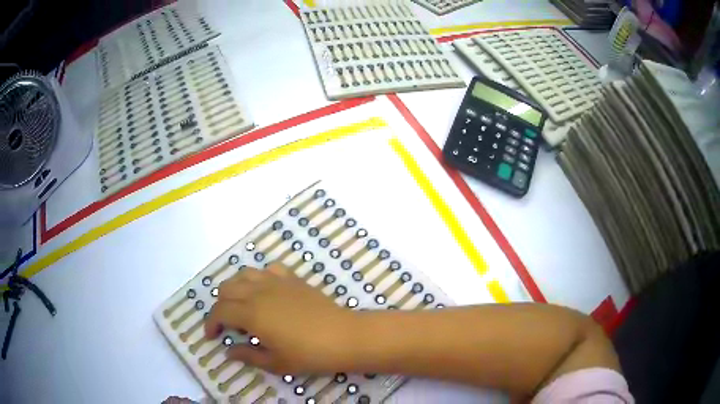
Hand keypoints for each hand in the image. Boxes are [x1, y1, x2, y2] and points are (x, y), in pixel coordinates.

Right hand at [204, 263, 354, 373]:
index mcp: (251, 314)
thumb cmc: (309, 355)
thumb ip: (248, 356)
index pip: (220, 312)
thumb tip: (229, 351)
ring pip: (244, 274)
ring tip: (242, 305)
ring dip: (236, 288)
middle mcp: (259, 292)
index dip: (210, 323)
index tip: (212, 337)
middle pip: (226, 289)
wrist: (343, 337)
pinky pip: (269, 269)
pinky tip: (265, 291)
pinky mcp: (293, 279)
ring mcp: (277, 282)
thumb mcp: (275, 363)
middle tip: (228, 324)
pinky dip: (260, 277)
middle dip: (220, 305)